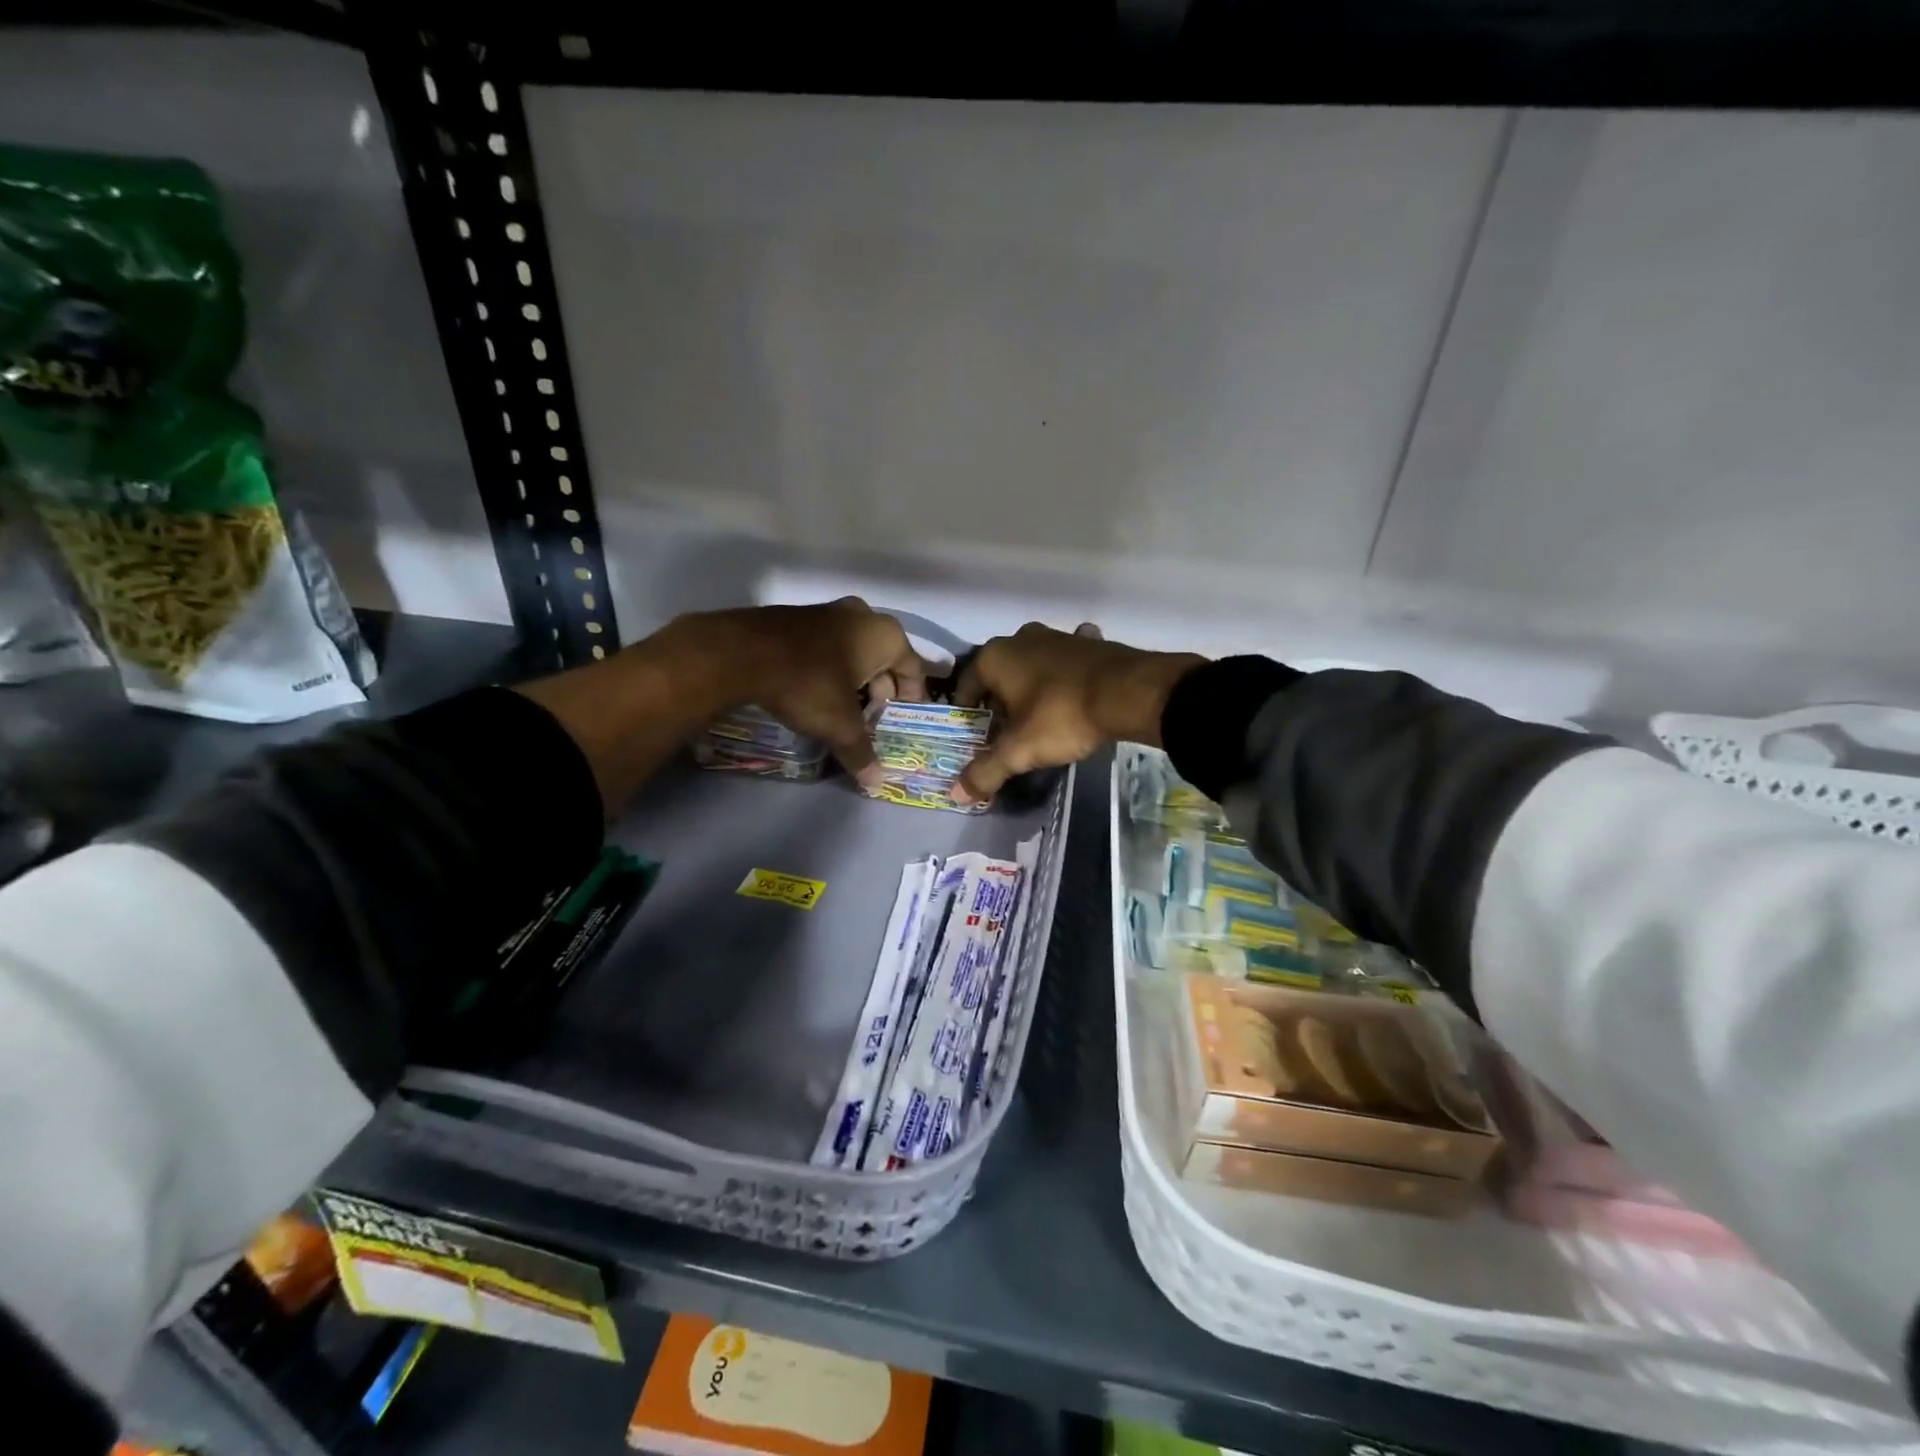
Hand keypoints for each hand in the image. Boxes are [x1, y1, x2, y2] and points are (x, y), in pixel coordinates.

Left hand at [665, 598, 929, 786]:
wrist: (742, 653)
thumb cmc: (808, 684)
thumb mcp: (840, 725)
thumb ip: (861, 752)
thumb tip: (876, 783)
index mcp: (885, 635)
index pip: (914, 669)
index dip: (912, 699)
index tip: (904, 721)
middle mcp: (863, 615)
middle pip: (885, 660)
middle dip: (882, 691)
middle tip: (874, 720)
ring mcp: (829, 611)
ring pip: (856, 652)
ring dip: (856, 680)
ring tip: (846, 711)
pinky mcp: (800, 617)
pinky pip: (829, 647)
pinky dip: (832, 669)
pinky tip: (817, 693)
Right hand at [952, 622, 1204, 803]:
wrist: (1129, 692)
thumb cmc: (1061, 716)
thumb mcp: (1019, 750)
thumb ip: (986, 771)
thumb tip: (957, 794)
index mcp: (995, 657)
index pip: (966, 687)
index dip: (967, 715)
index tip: (975, 738)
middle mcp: (1020, 638)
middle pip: (999, 677)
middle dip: (1000, 703)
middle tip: (1007, 734)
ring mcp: (1057, 636)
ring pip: (1032, 667)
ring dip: (1031, 689)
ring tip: (1039, 720)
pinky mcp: (1088, 643)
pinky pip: (1066, 664)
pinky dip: (1064, 678)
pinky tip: (1072, 696)